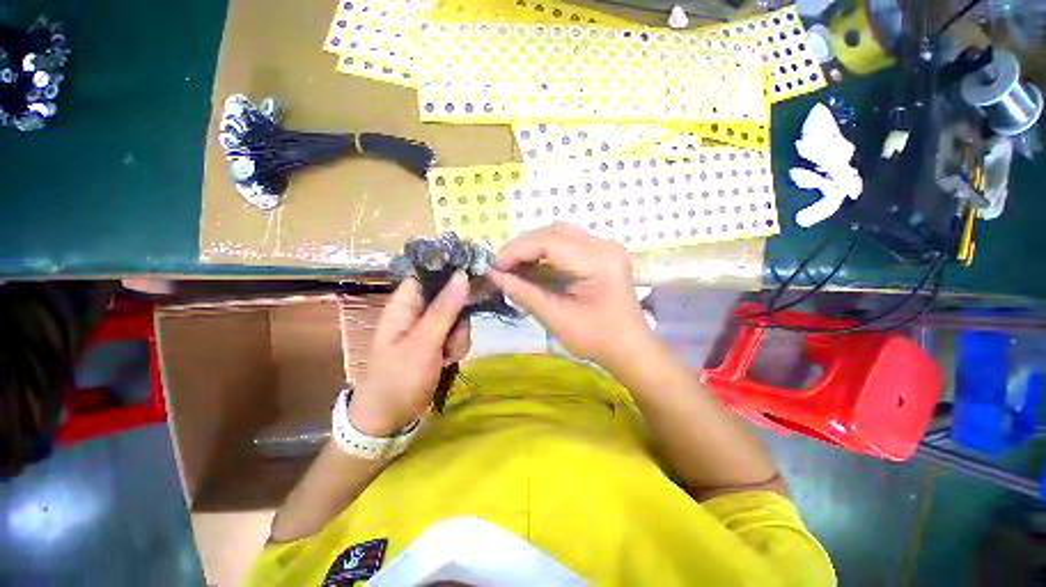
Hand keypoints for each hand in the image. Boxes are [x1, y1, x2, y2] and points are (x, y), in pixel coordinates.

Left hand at [347, 272, 470, 435]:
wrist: (390, 419)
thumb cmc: (399, 378)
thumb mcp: (423, 342)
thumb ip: (445, 308)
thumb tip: (462, 274)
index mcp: (405, 303)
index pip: (429, 273)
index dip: (450, 272)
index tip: (473, 276)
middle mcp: (418, 311)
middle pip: (450, 297)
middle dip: (458, 317)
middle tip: (453, 335)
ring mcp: (429, 328)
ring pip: (458, 318)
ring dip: (458, 337)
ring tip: (447, 355)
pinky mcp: (437, 342)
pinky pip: (457, 335)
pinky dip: (457, 347)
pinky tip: (448, 361)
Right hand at [489, 222, 653, 369]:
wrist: (629, 348)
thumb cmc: (596, 339)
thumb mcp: (556, 318)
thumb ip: (524, 292)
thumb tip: (494, 274)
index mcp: (598, 260)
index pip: (549, 241)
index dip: (516, 250)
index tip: (494, 265)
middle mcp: (604, 245)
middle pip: (554, 231)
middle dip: (523, 246)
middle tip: (502, 266)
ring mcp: (604, 246)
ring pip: (559, 233)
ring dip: (533, 246)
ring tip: (514, 265)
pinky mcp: (601, 253)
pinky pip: (567, 242)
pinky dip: (546, 251)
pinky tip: (533, 265)